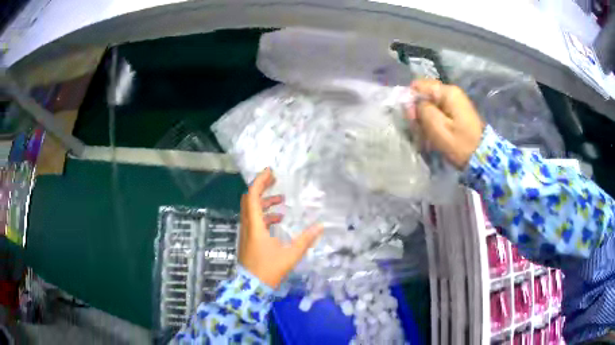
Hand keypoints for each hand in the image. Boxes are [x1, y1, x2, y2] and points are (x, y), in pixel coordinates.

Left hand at [238, 168, 322, 288]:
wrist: (251, 287)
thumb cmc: (269, 270)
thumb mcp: (290, 255)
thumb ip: (306, 240)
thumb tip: (320, 226)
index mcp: (255, 226)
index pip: (252, 196)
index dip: (260, 181)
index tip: (270, 172)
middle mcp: (247, 226)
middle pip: (249, 199)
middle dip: (261, 188)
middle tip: (275, 181)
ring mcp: (246, 232)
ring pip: (251, 210)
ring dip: (264, 203)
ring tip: (281, 202)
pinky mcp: (247, 239)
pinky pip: (254, 220)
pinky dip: (264, 215)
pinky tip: (278, 220)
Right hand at [406, 79, 484, 169]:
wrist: (483, 159)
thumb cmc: (460, 144)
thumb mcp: (437, 126)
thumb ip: (421, 109)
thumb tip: (411, 102)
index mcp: (447, 92)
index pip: (418, 86)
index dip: (411, 101)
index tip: (412, 119)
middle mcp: (451, 93)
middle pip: (425, 97)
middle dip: (418, 113)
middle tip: (419, 132)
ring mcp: (455, 104)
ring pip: (430, 107)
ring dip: (425, 122)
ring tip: (426, 138)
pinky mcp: (457, 115)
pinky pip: (438, 115)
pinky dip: (433, 125)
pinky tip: (433, 138)